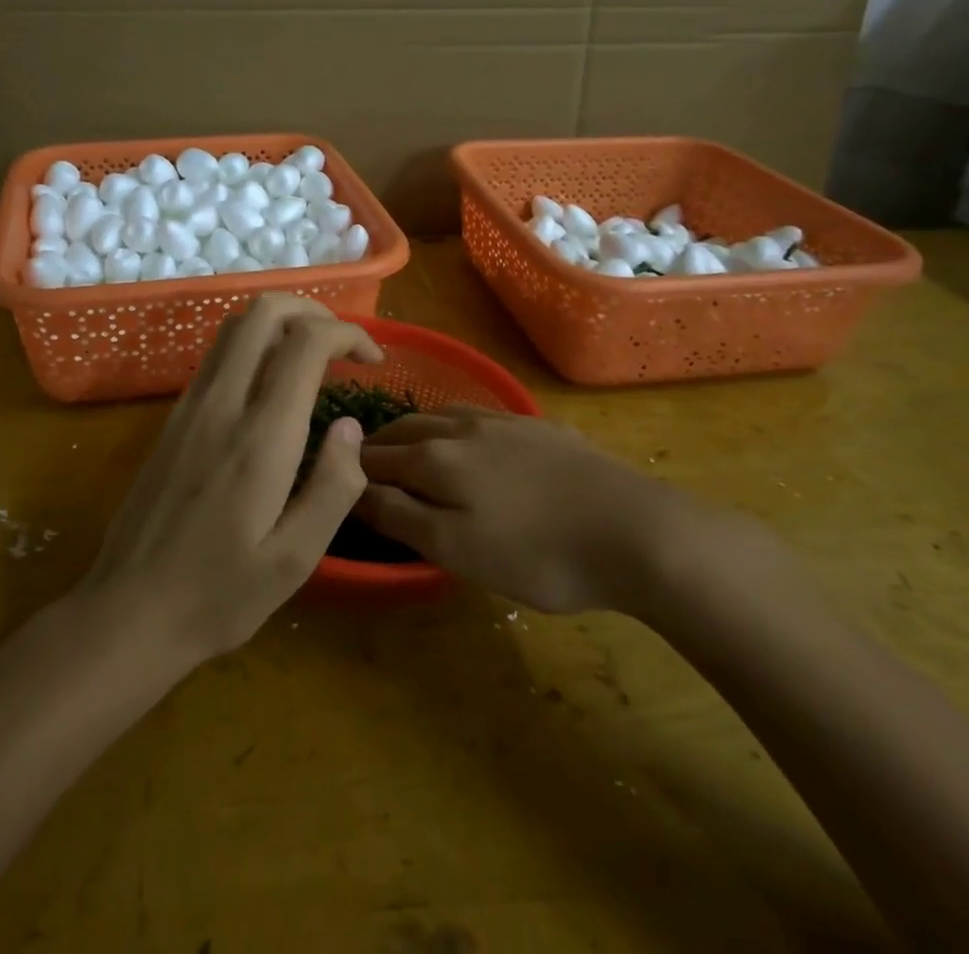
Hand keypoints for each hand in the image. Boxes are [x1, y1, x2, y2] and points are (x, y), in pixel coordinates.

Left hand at [77, 294, 379, 666]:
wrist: (129, 612)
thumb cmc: (220, 594)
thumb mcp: (296, 559)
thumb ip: (335, 486)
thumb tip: (350, 426)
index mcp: (260, 436)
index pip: (306, 342)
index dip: (348, 333)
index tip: (372, 360)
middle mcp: (222, 403)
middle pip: (264, 311)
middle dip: (313, 311)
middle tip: (342, 346)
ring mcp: (190, 405)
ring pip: (235, 326)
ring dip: (280, 323)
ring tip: (312, 357)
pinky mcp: (173, 417)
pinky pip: (217, 354)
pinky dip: (253, 345)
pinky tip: (271, 386)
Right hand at [355, 406, 720, 616]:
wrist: (634, 530)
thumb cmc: (538, 553)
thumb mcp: (457, 549)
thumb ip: (401, 516)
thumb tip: (354, 488)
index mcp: (437, 458)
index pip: (378, 457)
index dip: (351, 467)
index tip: (334, 476)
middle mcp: (463, 429)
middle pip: (406, 429)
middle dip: (379, 443)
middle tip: (363, 463)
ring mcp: (506, 422)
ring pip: (443, 416)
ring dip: (416, 429)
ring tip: (408, 445)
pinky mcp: (541, 428)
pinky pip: (482, 416)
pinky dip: (456, 426)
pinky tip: (470, 439)